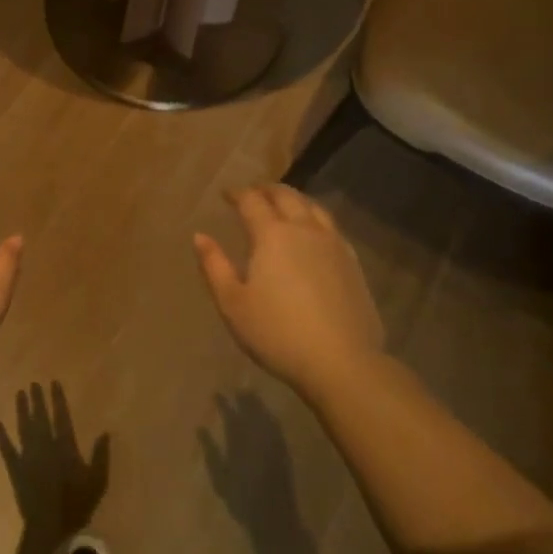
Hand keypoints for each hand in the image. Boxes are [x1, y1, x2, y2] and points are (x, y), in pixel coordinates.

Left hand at [0, 381, 109, 534]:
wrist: (50, 527)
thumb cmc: (77, 504)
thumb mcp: (97, 481)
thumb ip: (100, 455)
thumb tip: (105, 432)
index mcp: (65, 446)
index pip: (61, 416)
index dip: (57, 399)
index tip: (53, 383)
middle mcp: (45, 446)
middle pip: (40, 417)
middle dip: (37, 399)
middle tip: (33, 383)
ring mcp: (28, 456)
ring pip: (24, 427)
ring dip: (21, 410)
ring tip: (20, 393)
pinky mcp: (15, 469)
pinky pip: (7, 449)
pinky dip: (1, 436)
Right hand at [194, 185, 383, 398]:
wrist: (342, 363)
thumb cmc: (277, 333)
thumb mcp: (233, 303)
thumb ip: (214, 266)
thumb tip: (200, 236)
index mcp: (272, 235)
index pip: (252, 201)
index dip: (237, 193)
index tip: (226, 194)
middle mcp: (304, 230)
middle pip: (286, 196)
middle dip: (266, 190)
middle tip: (253, 192)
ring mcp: (333, 244)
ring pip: (314, 207)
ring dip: (294, 200)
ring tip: (283, 204)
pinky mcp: (353, 263)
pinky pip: (332, 227)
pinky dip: (316, 219)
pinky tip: (314, 233)